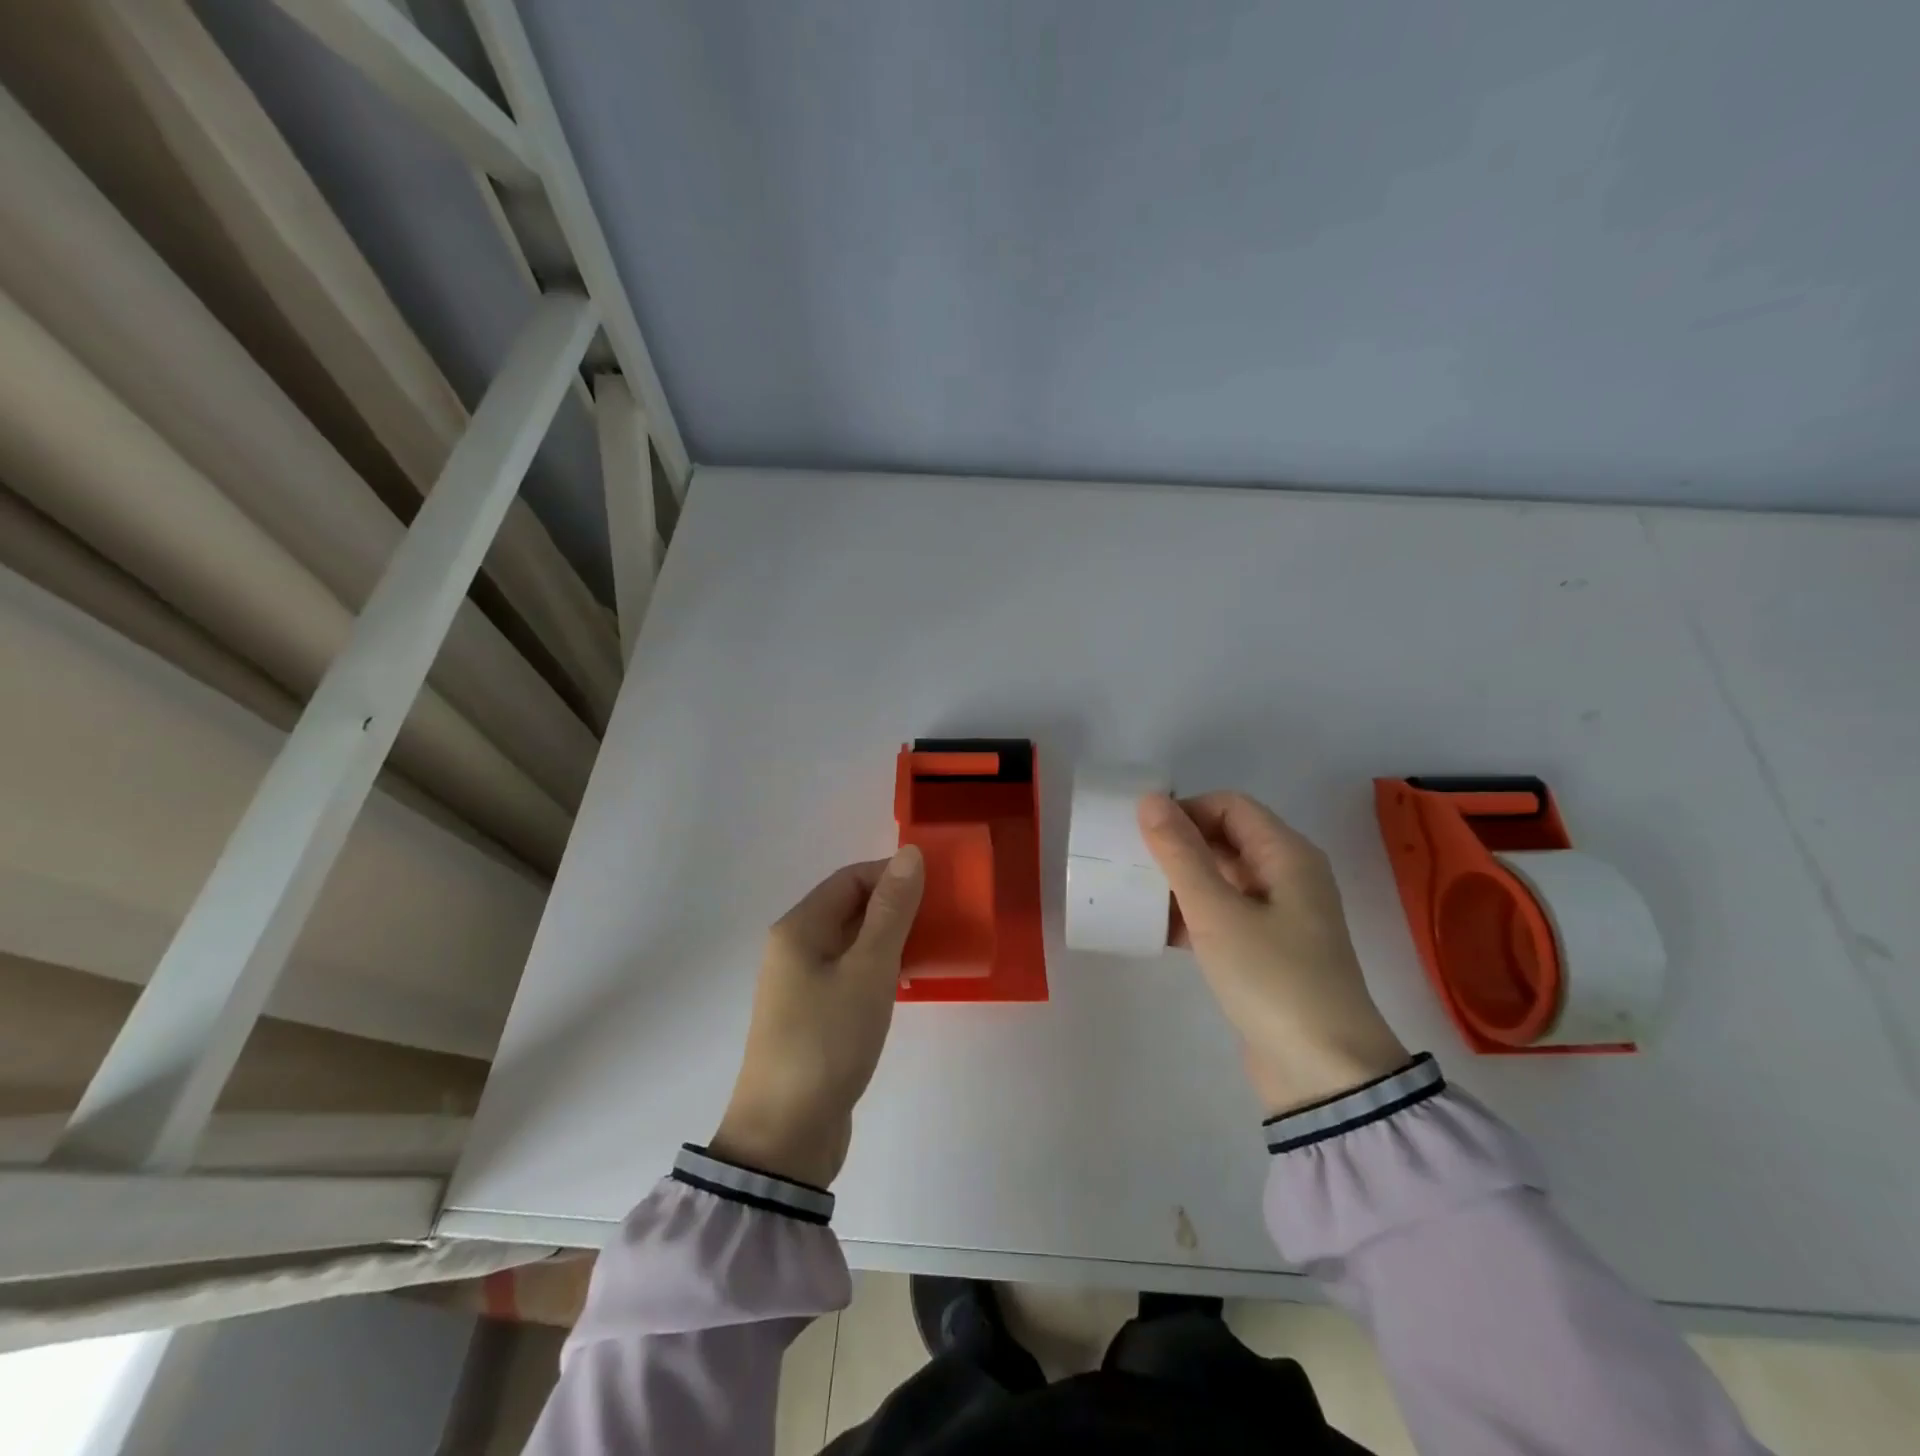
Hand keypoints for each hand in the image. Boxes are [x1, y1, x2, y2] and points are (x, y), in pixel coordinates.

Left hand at [710, 847, 925, 1186]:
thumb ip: (892, 911)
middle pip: (850, 908)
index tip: (938, 889)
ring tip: (934, 949)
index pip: (850, 878)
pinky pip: (851, 974)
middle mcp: (795, 948)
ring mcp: (802, 984)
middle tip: (943, 918)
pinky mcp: (813, 1015)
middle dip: (896, 907)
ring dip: (891, 939)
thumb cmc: (828, 1040)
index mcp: (799, 928)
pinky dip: (880, 969)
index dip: (893, 875)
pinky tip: (908, 983)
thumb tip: (909, 854)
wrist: (786, 1135)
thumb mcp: (869, 970)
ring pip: (853, 942)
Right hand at [1138, 792, 1409, 1115]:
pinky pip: (1223, 914)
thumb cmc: (1272, 978)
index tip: (1142, 834)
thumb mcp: (1217, 912)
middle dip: (1178, 845)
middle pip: (1225, 839)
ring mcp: (1279, 916)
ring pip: (1221, 879)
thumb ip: (1180, 854)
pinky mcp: (1266, 951)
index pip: (1230, 806)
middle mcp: (1287, 877)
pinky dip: (1192, 914)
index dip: (1186, 810)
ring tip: (1136, 894)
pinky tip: (1157, 930)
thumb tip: (1149, 800)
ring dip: (1180, 881)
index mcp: (1287, 855)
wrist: (1324, 1073)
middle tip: (1131, 861)